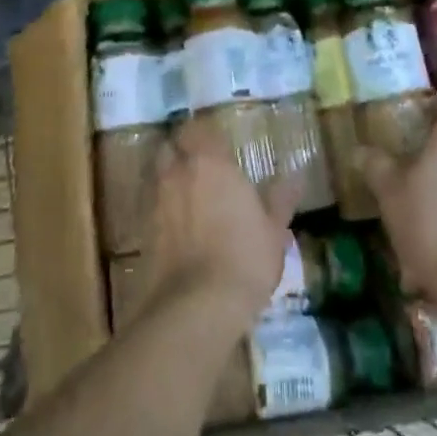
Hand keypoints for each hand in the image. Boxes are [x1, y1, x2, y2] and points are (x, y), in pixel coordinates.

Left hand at [140, 123, 298, 336]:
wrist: (196, 306)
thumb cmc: (244, 258)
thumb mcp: (273, 230)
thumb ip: (280, 199)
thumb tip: (295, 176)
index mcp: (210, 163)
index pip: (198, 129)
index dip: (204, 133)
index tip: (217, 142)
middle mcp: (178, 173)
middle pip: (171, 147)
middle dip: (182, 151)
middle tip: (201, 165)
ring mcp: (156, 201)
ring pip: (158, 176)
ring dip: (170, 179)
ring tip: (189, 196)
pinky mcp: (142, 231)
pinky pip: (151, 207)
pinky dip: (162, 210)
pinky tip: (178, 228)